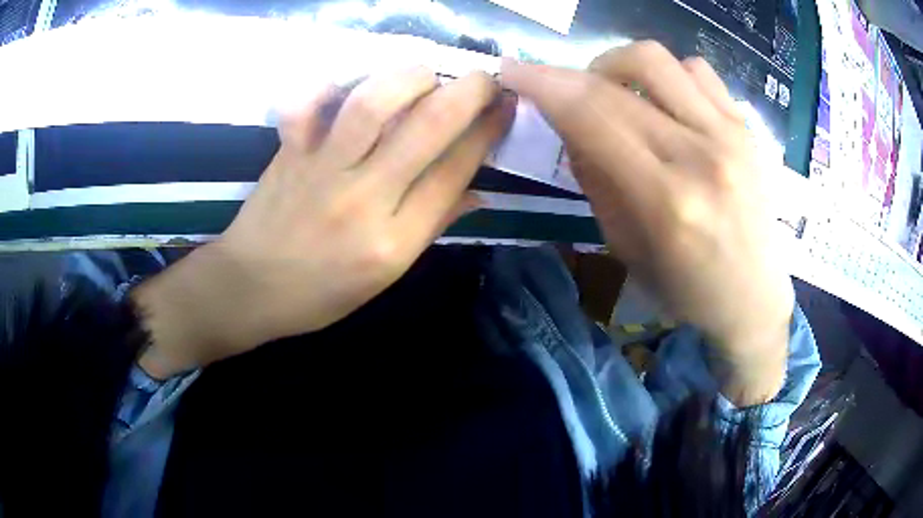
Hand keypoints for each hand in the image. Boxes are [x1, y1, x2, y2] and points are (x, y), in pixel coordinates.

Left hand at [134, 67, 514, 378]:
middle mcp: (363, 199)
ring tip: (426, 75)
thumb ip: (431, 226)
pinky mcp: (289, 153)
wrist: (252, 289)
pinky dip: (328, 85)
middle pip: (427, 128)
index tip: (504, 107)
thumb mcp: (386, 275)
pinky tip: (350, 83)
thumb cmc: (322, 293)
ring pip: (372, 105)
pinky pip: (306, 106)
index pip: (455, 171)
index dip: (487, 131)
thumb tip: (477, 192)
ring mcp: (320, 170)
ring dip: (410, 78)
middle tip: (484, 78)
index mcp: (394, 241)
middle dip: (467, 92)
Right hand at [501, 43, 793, 403]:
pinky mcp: (748, 127)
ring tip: (615, 92)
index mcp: (665, 201)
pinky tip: (664, 101)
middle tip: (560, 89)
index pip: (591, 116)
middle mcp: (700, 156)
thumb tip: (569, 125)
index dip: (543, 84)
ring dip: (618, 66)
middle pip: (618, 80)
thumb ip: (596, 180)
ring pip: (658, 59)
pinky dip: (667, 76)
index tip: (513, 71)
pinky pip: (697, 70)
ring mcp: (731, 135)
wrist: (754, 298)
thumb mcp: (627, 249)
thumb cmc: (687, 290)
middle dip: (569, 74)